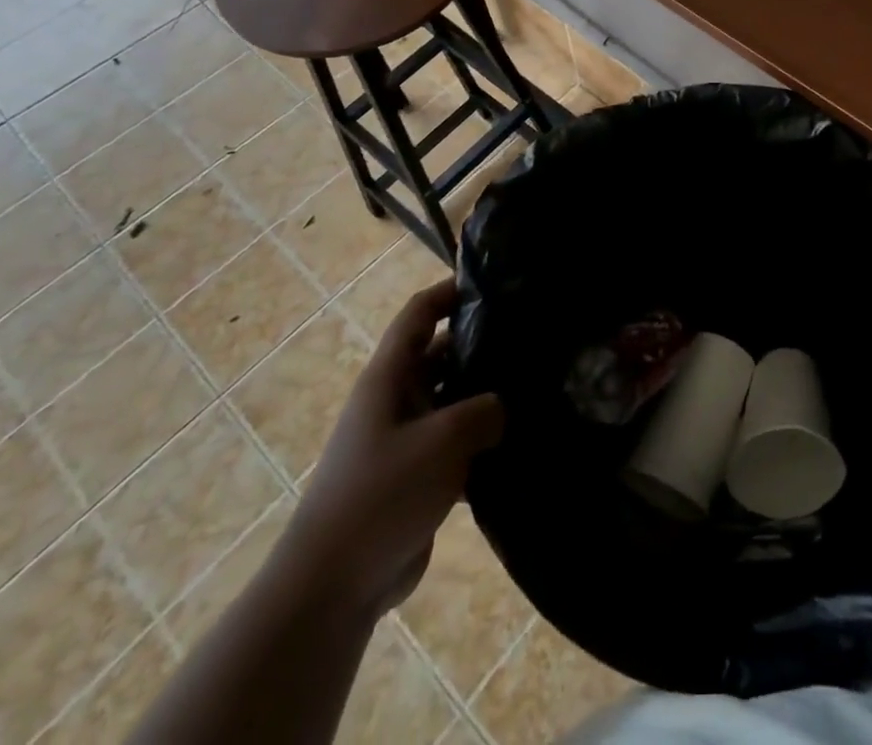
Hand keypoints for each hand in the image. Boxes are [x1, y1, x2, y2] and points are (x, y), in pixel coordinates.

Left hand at [281, 279, 504, 615]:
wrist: (333, 587)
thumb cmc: (381, 494)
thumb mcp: (443, 440)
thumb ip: (485, 410)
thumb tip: (504, 405)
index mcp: (388, 377)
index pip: (419, 314)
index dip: (450, 290)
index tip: (495, 283)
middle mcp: (395, 400)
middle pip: (440, 354)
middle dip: (481, 343)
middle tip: (532, 337)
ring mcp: (405, 440)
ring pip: (452, 400)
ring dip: (486, 395)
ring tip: (538, 385)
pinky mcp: (417, 477)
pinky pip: (456, 443)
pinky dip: (483, 439)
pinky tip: (522, 440)